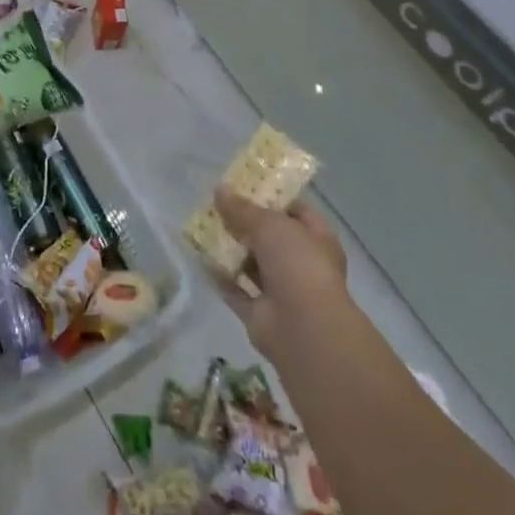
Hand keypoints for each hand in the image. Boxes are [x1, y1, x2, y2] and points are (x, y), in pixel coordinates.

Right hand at [211, 187, 351, 361]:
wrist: (304, 329)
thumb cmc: (298, 264)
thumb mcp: (270, 224)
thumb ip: (243, 208)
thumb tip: (219, 189)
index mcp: (316, 239)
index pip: (296, 211)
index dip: (272, 197)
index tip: (244, 185)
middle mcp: (301, 264)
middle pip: (270, 237)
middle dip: (244, 223)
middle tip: (215, 204)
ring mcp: (281, 291)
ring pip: (251, 264)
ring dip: (229, 249)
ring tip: (201, 226)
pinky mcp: (260, 313)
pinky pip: (235, 289)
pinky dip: (219, 276)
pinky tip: (198, 257)